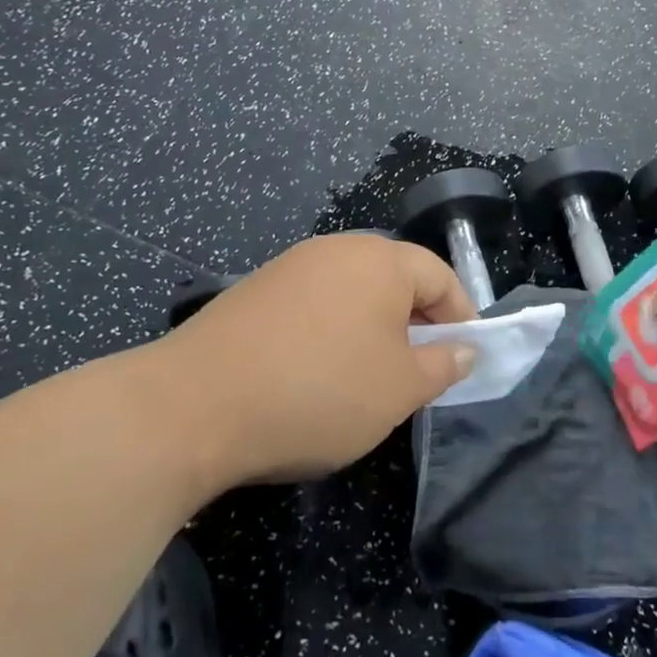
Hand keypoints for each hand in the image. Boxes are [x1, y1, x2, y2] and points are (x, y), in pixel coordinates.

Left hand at [155, 234, 477, 488]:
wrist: (190, 407)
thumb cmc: (318, 392)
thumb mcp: (398, 389)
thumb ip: (443, 365)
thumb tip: (466, 348)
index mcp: (380, 260)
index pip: (440, 276)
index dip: (460, 316)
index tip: (463, 357)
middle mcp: (337, 250)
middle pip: (395, 279)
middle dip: (416, 323)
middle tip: (419, 371)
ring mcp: (290, 267)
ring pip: (353, 292)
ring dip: (373, 329)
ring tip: (369, 377)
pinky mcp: (254, 292)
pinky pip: (314, 304)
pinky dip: (331, 332)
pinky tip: (316, 374)